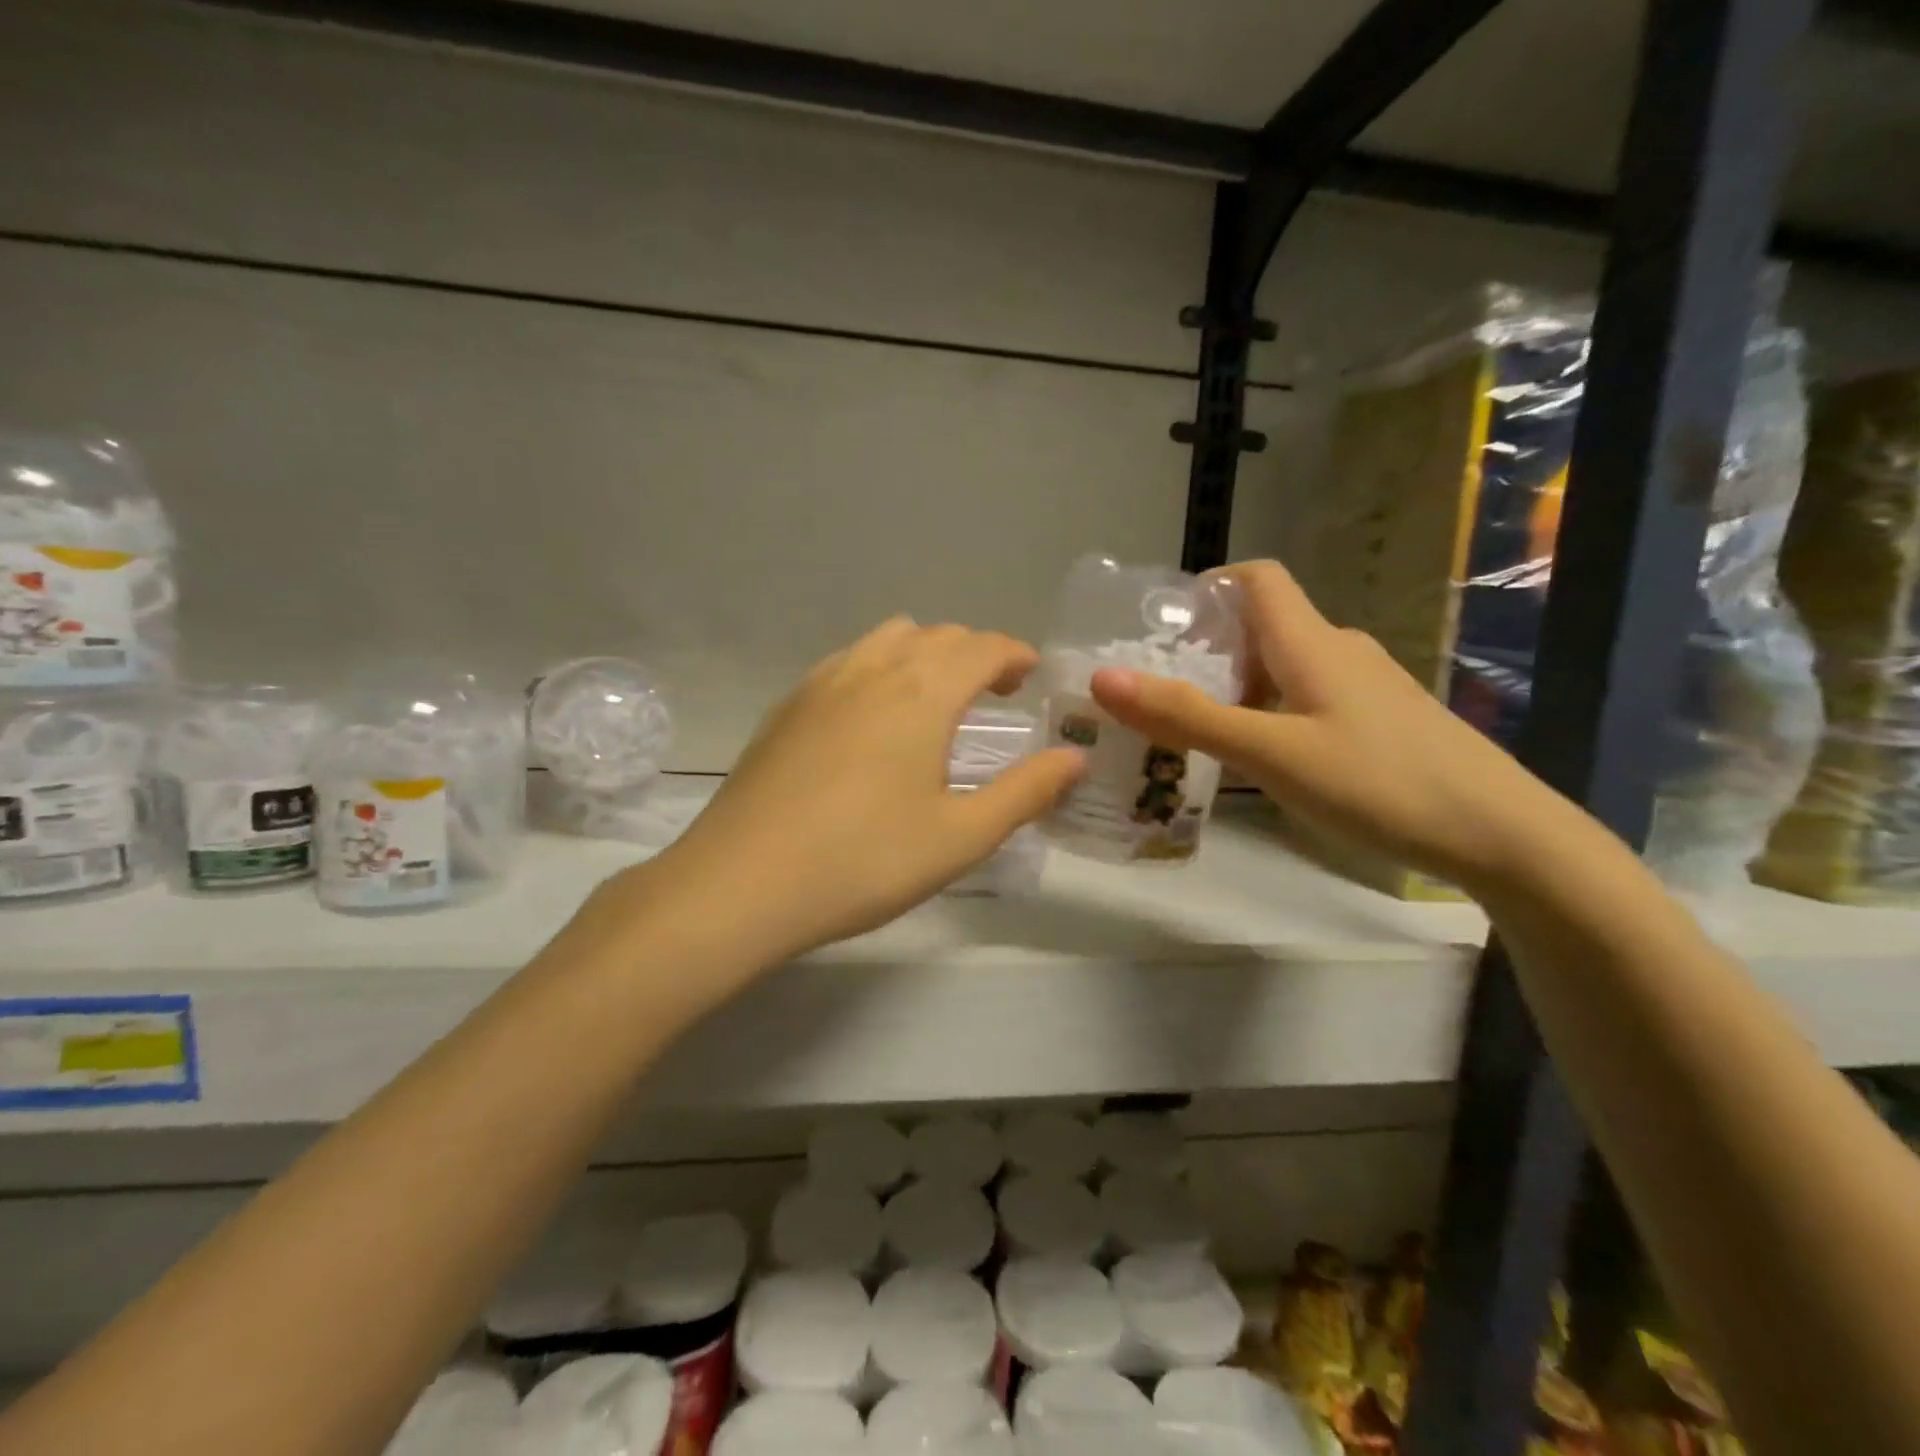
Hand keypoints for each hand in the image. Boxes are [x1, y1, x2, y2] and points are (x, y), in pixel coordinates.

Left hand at [641, 619, 1083, 965]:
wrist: (741, 882)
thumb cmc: (864, 861)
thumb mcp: (960, 836)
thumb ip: (1025, 792)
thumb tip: (1075, 758)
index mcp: (922, 692)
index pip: (981, 646)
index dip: (1014, 653)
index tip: (1031, 674)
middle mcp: (872, 669)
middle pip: (936, 635)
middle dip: (975, 652)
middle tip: (995, 690)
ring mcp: (821, 683)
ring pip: (887, 639)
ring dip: (924, 653)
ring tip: (936, 697)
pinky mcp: (787, 706)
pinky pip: (847, 661)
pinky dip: (879, 667)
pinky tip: (874, 716)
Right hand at [1089, 560, 1564, 892]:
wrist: (1500, 833)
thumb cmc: (1377, 782)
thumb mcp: (1269, 753)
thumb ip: (1186, 716)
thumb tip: (1104, 678)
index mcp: (1310, 641)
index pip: (1256, 578)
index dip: (1208, 587)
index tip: (1161, 627)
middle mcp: (1339, 649)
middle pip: (1263, 625)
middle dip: (1208, 651)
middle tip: (1162, 695)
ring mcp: (1366, 685)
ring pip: (1286, 666)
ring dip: (1239, 687)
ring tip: (1200, 733)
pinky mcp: (1383, 719)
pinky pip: (1311, 696)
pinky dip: (1273, 712)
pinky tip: (1264, 759)